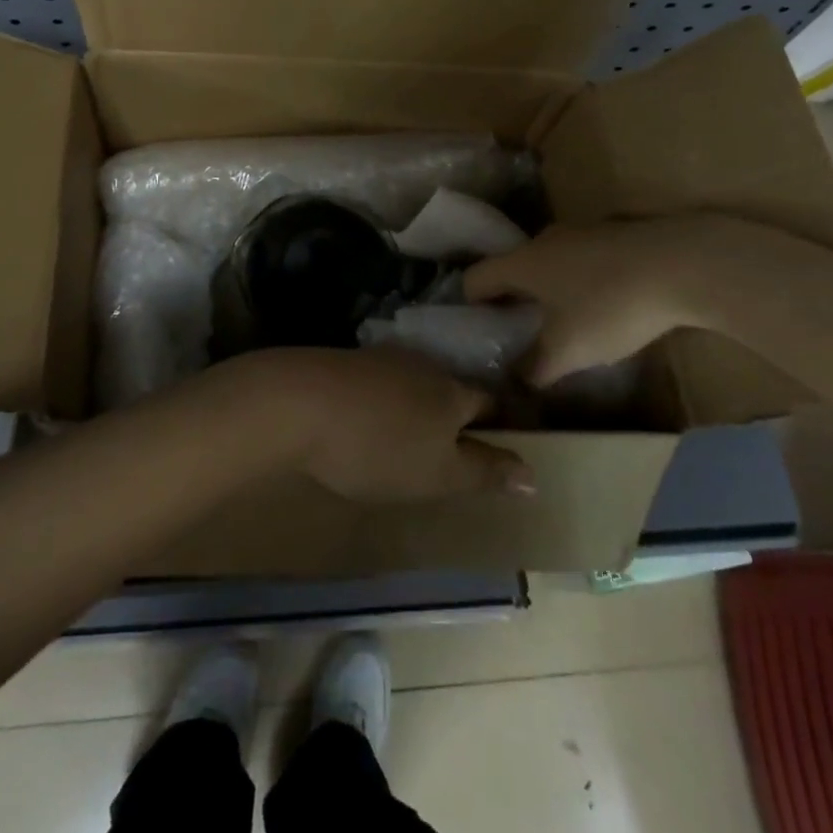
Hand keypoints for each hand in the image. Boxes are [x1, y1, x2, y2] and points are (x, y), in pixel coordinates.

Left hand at [217, 347, 535, 501]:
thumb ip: (484, 472)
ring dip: (419, 406)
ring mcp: (380, 359)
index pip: (489, 402)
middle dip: (458, 413)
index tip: (504, 442)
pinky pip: (379, 383)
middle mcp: (422, 366)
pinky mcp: (346, 363)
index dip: (500, 423)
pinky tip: (370, 419)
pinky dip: (384, 402)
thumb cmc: (378, 446)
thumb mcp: (437, 473)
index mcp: (451, 392)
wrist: (298, 402)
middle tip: (457, 445)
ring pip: (414, 383)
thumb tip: (534, 473)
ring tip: (413, 436)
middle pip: (451, 389)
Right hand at [464, 217, 727, 385]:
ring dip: (549, 290)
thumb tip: (518, 379)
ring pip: (550, 263)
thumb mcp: (569, 350)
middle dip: (512, 298)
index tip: (478, 330)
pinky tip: (605, 306)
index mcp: (521, 263)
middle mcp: (544, 241)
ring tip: (564, 323)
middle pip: (512, 268)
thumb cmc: (610, 306)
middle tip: (519, 331)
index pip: (474, 278)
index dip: (469, 305)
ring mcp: (581, 232)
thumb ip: (537, 367)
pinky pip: (583, 259)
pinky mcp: (616, 234)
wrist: (685, 264)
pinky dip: (582, 281)